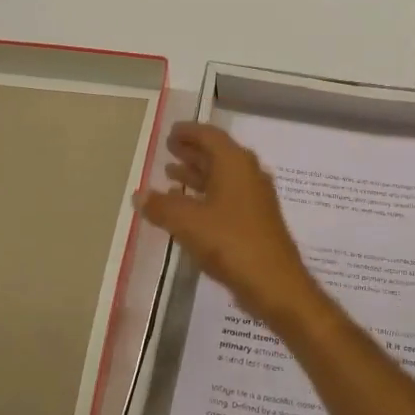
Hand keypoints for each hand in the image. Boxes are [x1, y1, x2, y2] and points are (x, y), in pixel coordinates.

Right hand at [139, 123, 328, 336]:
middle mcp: (248, 174)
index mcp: (235, 164)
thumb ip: (161, 206)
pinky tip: (187, 207)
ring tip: (170, 173)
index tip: (170, 131)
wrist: (274, 283)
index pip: (210, 136)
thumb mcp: (188, 222)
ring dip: (197, 173)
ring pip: (221, 177)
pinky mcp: (255, 221)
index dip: (189, 132)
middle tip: (168, 148)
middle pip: (217, 154)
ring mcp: (254, 198)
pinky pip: (226, 197)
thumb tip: (139, 195)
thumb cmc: (230, 242)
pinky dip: (206, 195)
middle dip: (192, 151)